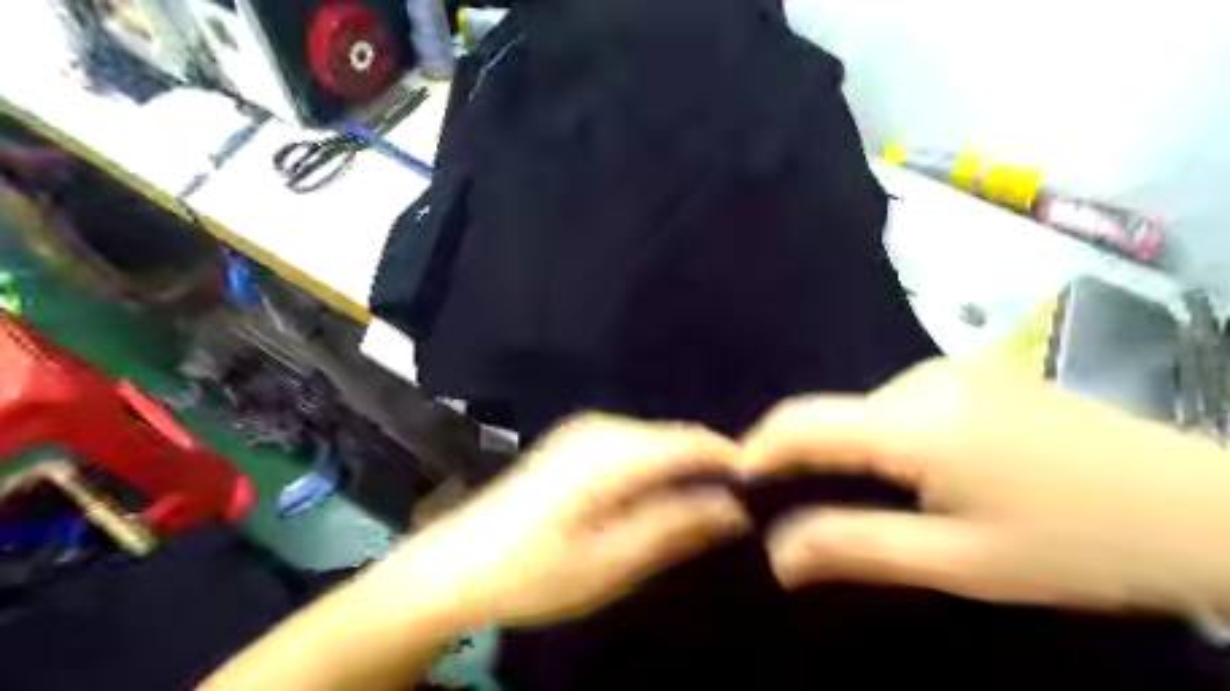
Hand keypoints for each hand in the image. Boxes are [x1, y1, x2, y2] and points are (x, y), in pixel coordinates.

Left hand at [379, 412, 754, 628]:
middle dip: (708, 468)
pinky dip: (655, 468)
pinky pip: (633, 446)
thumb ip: (675, 528)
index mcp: (612, 453)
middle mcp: (601, 428)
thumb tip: (734, 509)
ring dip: (681, 470)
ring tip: (702, 511)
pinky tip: (656, 500)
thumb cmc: (534, 571)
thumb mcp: (612, 562)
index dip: (732, 460)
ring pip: (655, 441)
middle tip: (734, 512)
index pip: (691, 441)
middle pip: (674, 438)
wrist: (456, 565)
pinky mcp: (574, 442)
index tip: (763, 490)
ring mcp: (584, 431)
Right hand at [738, 355, 1229, 614]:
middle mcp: (923, 377)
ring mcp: (953, 366)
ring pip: (869, 410)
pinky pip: (903, 402)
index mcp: (917, 422)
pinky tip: (932, 473)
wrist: (1204, 508)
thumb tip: (776, 552)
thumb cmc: (1079, 547)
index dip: (760, 449)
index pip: (805, 423)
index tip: (737, 484)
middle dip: (814, 461)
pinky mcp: (975, 369)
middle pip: (837, 416)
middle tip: (819, 517)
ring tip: (892, 503)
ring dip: (859, 452)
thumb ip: (856, 547)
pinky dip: (891, 437)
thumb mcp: (960, 562)